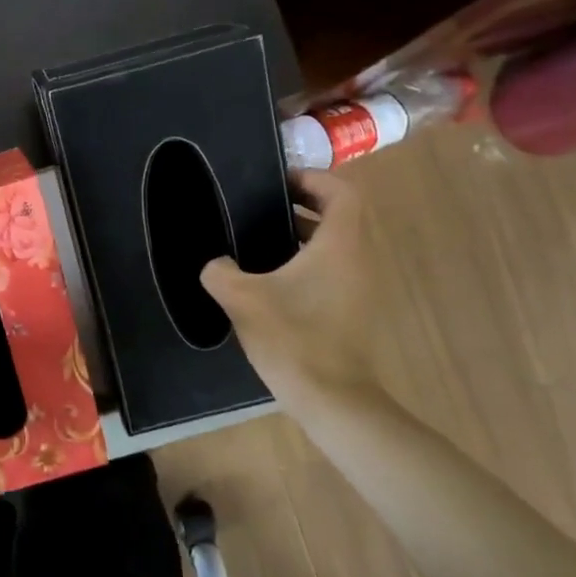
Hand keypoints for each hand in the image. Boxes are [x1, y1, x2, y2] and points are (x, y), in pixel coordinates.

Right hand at [199, 170, 376, 418]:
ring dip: (302, 236)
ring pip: (335, 245)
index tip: (278, 182)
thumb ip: (220, 271)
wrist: (331, 398)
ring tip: (259, 241)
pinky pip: (333, 270)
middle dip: (301, 206)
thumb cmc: (292, 337)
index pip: (341, 192)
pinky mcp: (352, 310)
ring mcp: (359, 287)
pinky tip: (270, 282)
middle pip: (339, 216)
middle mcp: (357, 260)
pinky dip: (306, 263)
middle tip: (261, 207)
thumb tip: (216, 264)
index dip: (312, 178)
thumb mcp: (242, 299)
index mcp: (339, 245)